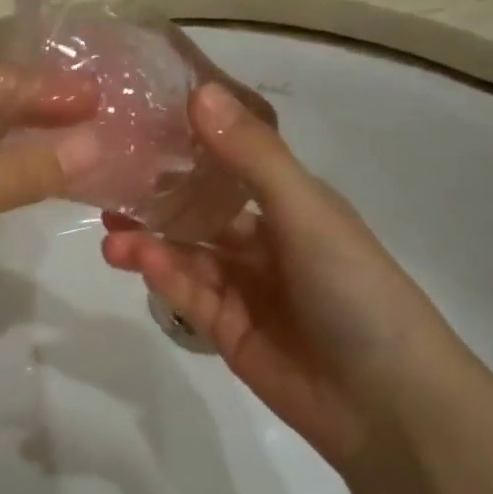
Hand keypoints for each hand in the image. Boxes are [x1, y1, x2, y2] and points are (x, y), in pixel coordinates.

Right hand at [102, 83, 475, 468]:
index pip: (231, 164)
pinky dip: (162, 274)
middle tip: (107, 184)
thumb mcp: (306, 212)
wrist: (386, 401)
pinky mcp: (225, 329)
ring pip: (186, 254)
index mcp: (292, 205)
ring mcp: (244, 288)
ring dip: (150, 240)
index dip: (189, 146)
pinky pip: (187, 294)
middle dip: (157, 199)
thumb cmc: (356, 289)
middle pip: (200, 212)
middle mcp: (265, 241)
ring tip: (109, 229)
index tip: (139, 125)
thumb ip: (251, 157)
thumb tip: (199, 92)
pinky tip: (135, 258)